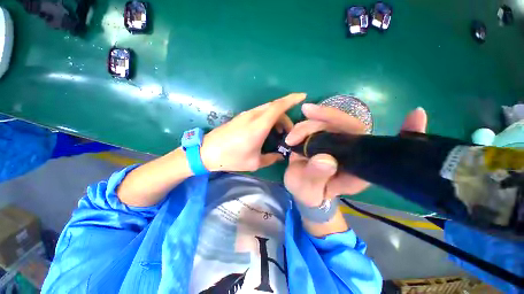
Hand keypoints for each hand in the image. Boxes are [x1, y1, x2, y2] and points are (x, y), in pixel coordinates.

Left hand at [201, 93, 305, 171]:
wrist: (207, 152)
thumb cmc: (232, 158)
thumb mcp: (255, 162)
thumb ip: (271, 158)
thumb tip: (280, 156)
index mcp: (259, 125)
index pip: (278, 106)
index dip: (291, 99)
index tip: (302, 96)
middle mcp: (253, 116)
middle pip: (275, 107)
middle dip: (285, 116)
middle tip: (288, 131)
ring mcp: (246, 115)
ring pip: (267, 109)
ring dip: (276, 117)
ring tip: (279, 132)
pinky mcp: (241, 117)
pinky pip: (259, 113)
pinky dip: (268, 118)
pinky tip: (267, 130)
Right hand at [284, 103, 427, 206]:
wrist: (303, 190)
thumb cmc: (309, 193)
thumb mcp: (309, 190)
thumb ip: (317, 177)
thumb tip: (324, 159)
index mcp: (358, 168)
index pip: (377, 147)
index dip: (402, 134)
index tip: (415, 116)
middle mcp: (352, 152)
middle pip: (349, 126)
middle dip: (327, 117)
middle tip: (307, 111)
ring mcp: (336, 143)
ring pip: (329, 123)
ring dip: (310, 123)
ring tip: (292, 137)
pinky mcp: (324, 138)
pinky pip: (319, 125)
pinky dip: (309, 121)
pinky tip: (304, 114)